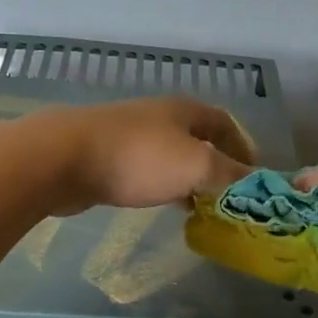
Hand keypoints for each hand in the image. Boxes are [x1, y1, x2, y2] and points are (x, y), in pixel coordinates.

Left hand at [34, 97, 257, 213]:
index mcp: (184, 111)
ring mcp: (131, 136)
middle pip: (199, 139)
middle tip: (231, 196)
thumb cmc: (138, 159)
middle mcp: (160, 117)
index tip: (254, 176)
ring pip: (172, 157)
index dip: (243, 147)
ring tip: (203, 206)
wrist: (63, 159)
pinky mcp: (108, 157)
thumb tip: (253, 182)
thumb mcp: (195, 166)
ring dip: (190, 179)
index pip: (225, 123)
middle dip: (217, 165)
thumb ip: (228, 174)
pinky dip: (165, 186)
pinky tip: (165, 204)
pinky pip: (148, 171)